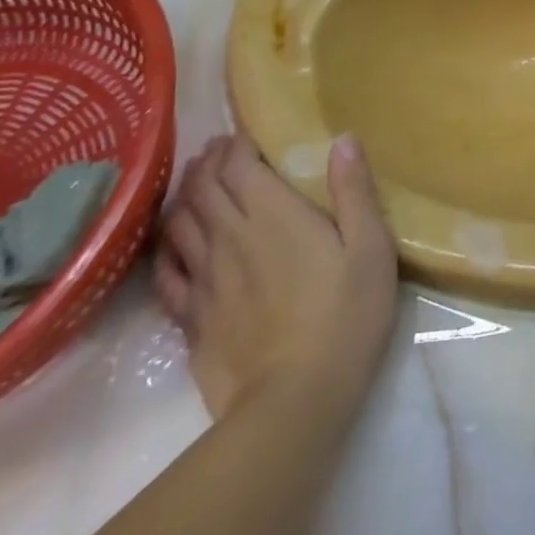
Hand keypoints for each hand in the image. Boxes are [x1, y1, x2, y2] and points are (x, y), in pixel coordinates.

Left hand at [155, 134, 397, 419]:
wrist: (294, 399)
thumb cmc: (345, 315)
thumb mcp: (370, 248)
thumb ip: (354, 191)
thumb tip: (343, 140)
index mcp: (273, 215)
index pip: (238, 166)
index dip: (235, 145)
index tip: (242, 136)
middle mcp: (230, 237)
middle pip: (203, 188)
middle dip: (208, 163)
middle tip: (219, 152)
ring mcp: (203, 279)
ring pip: (178, 223)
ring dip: (184, 196)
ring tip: (196, 187)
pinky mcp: (190, 317)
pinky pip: (165, 271)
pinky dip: (165, 246)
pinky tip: (174, 244)